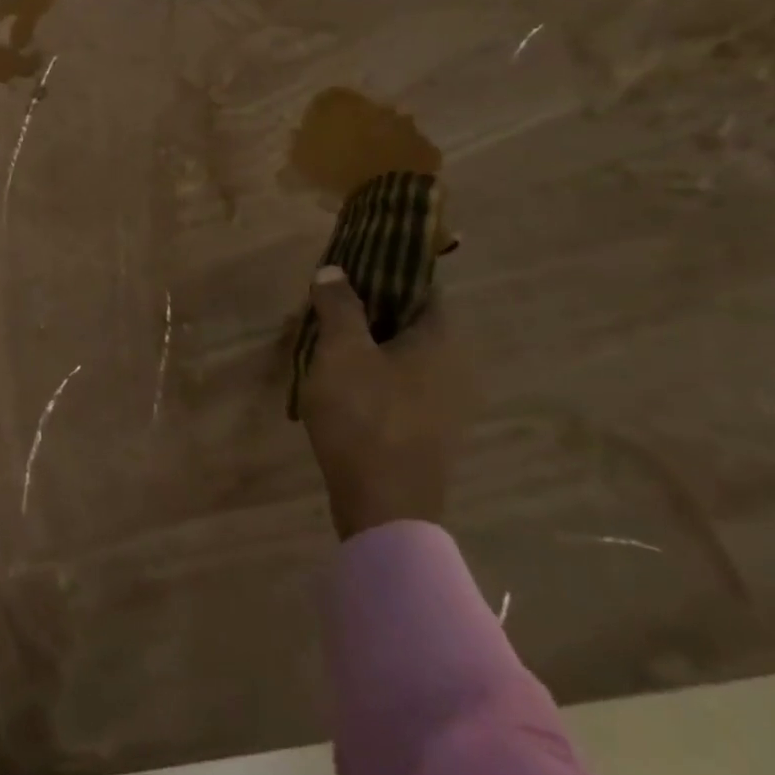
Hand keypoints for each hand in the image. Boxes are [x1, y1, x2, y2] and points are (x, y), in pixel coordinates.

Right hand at [298, 266, 474, 539]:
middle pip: (408, 320)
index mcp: (442, 339)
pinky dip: (369, 372)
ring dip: (363, 342)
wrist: (384, 504)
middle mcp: (455, 365)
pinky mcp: (427, 428)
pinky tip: (335, 380)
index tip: (345, 270)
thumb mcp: (342, 351)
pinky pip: (398, 383)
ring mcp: (444, 401)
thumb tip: (334, 270)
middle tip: (322, 305)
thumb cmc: (365, 415)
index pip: (420, 286)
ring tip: (320, 341)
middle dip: (364, 308)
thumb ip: (339, 306)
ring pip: (400, 353)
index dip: (382, 272)